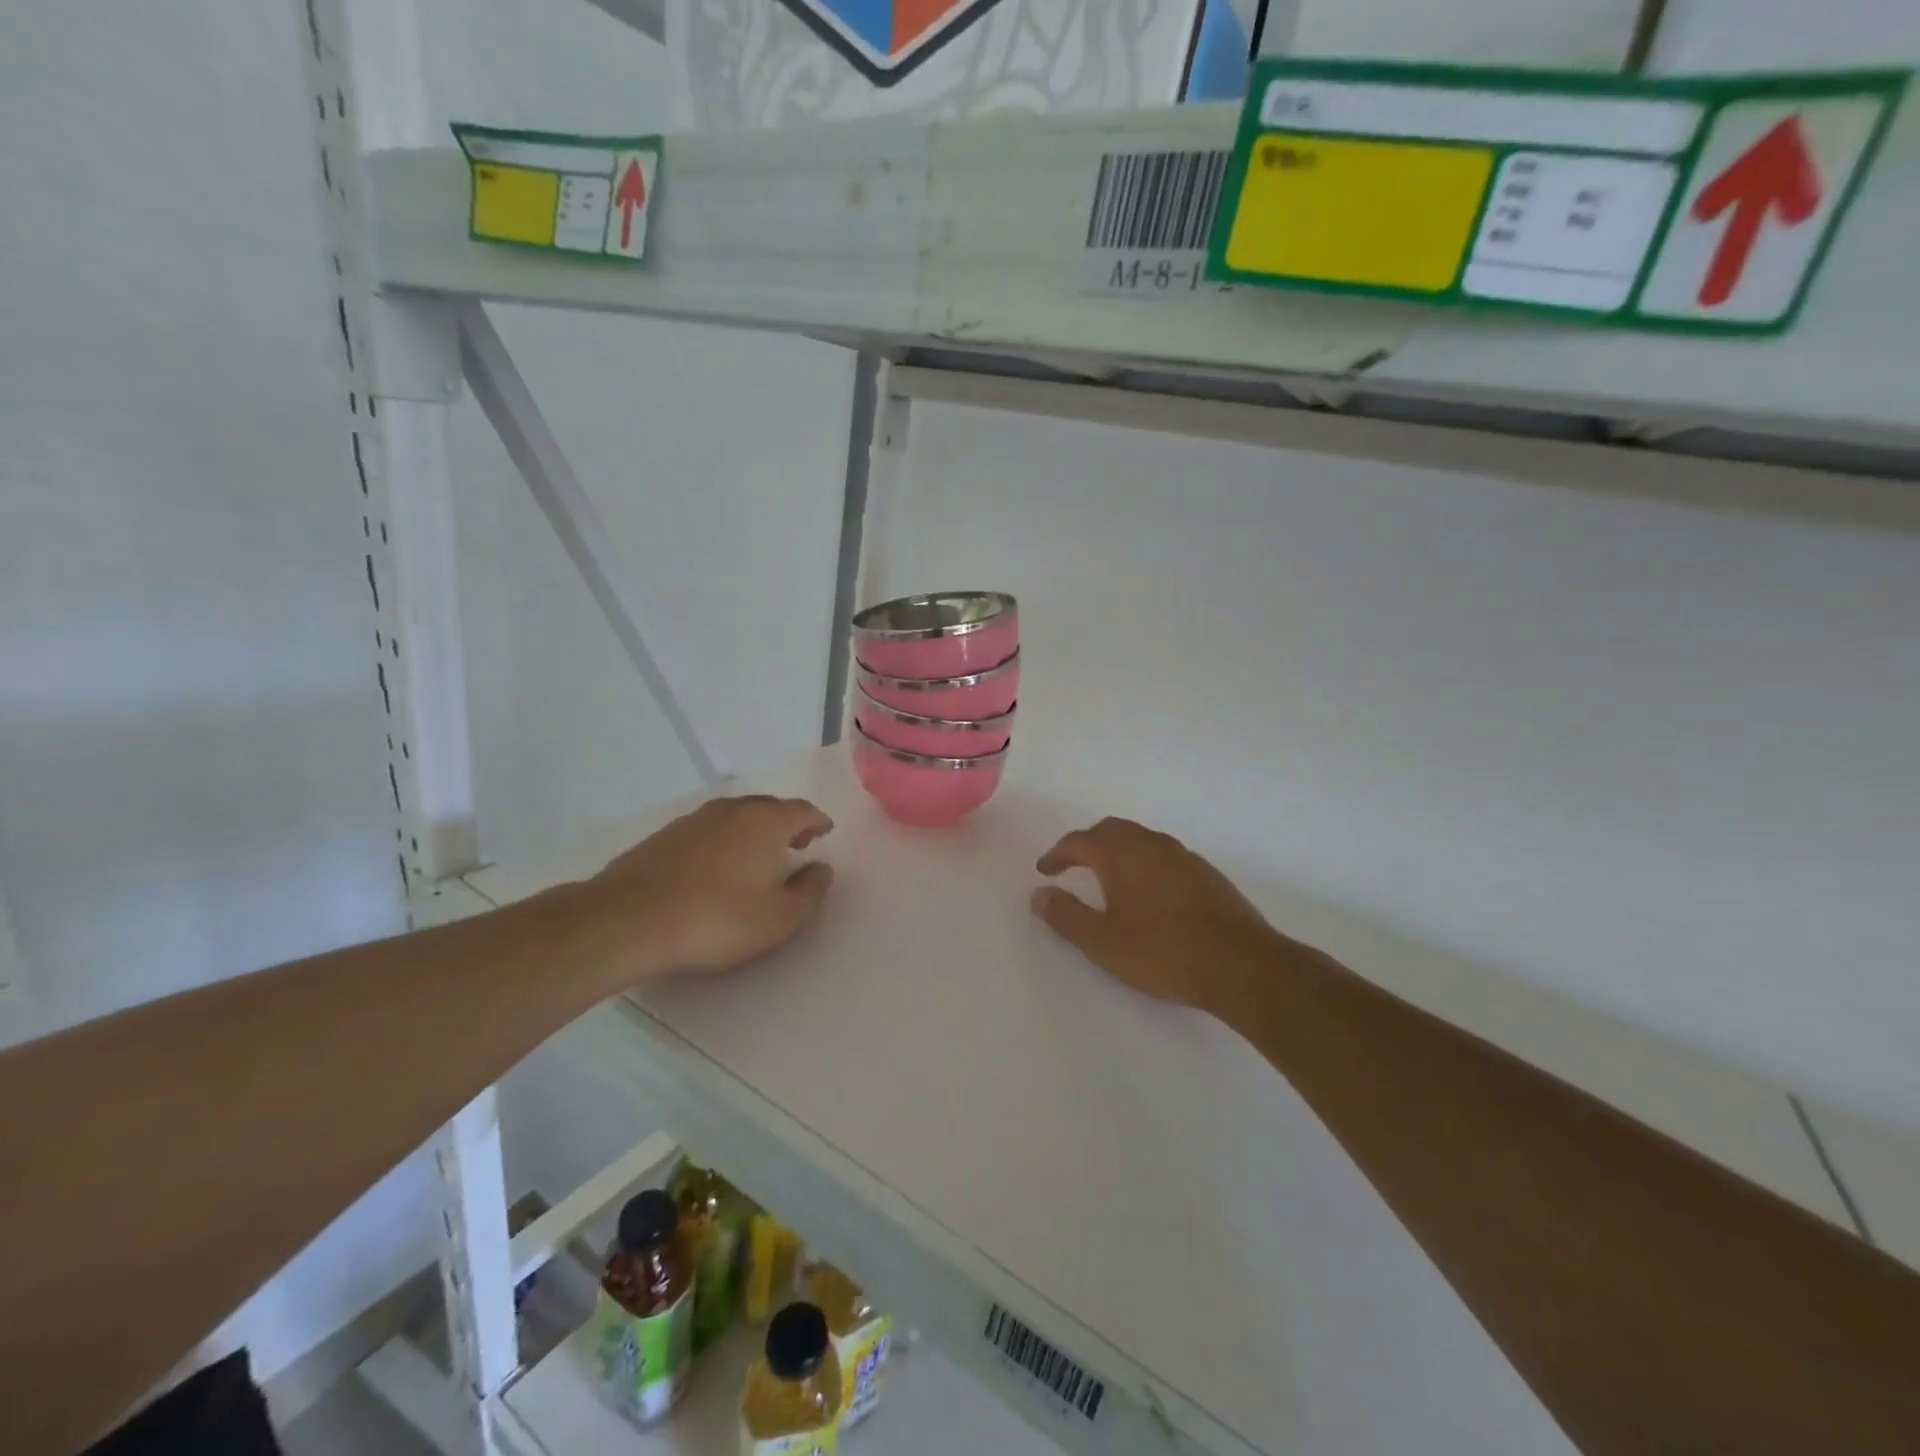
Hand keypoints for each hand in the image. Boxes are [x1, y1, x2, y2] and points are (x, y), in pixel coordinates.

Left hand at [578, 795, 834, 985]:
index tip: (825, 831)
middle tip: (797, 842)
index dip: (817, 821)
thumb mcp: (779, 918)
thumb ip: (809, 891)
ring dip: (753, 831)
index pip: (802, 810)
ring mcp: (694, 820)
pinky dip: (722, 841)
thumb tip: (821, 869)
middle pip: (769, 808)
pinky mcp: (663, 837)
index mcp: (766, 822)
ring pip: (735, 817)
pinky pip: (707, 831)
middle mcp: (732, 810)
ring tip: (757, 856)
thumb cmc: (717, 919)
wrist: (627, 921)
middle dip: (787, 823)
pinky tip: (716, 867)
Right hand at [1032, 817, 1287, 1015]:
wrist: (1240, 965)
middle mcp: (1151, 844)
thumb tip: (1039, 895)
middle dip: (1088, 844)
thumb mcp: (1102, 942)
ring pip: (1142, 840)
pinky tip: (1150, 893)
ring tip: (1109, 878)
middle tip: (1073, 865)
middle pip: (1112, 831)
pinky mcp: (1207, 874)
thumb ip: (1066, 916)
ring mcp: (1183, 856)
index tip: (1045, 870)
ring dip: (1119, 852)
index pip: (1079, 841)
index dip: (1057, 854)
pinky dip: (1146, 864)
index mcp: (1121, 854)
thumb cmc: (1162, 952)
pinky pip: (1165, 857)